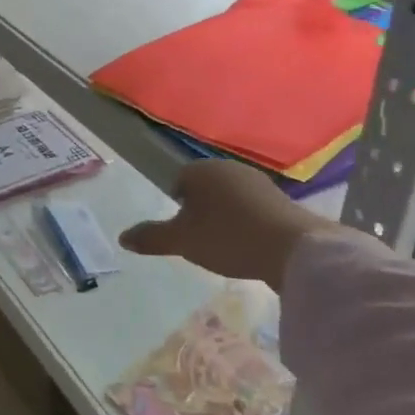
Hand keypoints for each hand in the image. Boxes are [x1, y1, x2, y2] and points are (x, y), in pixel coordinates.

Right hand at [118, 160, 363, 284]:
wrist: (292, 247)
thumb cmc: (227, 237)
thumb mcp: (182, 241)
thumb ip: (151, 237)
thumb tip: (121, 237)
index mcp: (201, 170)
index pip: (179, 182)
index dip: (177, 207)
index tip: (183, 232)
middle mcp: (229, 168)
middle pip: (205, 188)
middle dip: (201, 211)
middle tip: (201, 240)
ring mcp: (258, 182)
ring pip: (230, 198)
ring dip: (226, 217)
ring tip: (227, 246)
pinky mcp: (281, 200)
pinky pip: (253, 209)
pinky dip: (248, 224)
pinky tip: (250, 246)